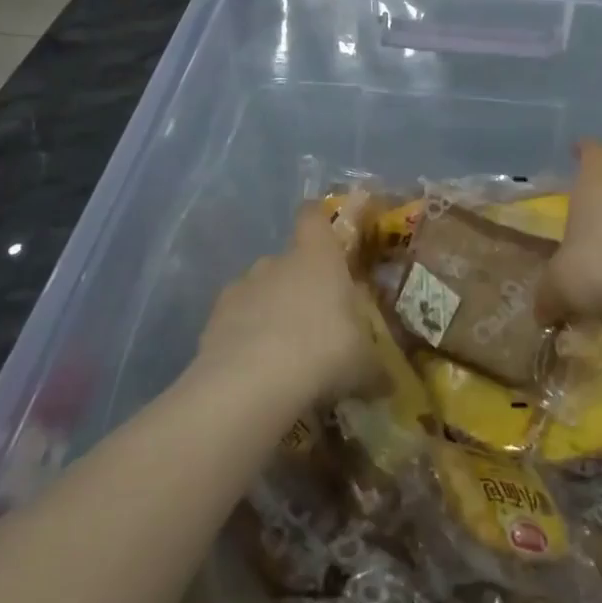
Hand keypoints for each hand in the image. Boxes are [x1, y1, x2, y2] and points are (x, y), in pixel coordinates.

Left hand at [198, 203, 370, 399]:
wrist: (250, 385)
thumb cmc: (323, 353)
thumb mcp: (364, 366)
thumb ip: (375, 369)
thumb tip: (389, 385)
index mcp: (318, 258)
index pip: (313, 217)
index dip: (319, 220)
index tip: (327, 234)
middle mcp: (276, 263)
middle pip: (288, 260)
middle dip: (299, 284)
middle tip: (316, 319)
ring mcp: (240, 289)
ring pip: (258, 290)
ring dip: (269, 311)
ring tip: (283, 350)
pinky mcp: (212, 320)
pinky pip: (234, 321)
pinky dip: (243, 338)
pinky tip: (255, 369)